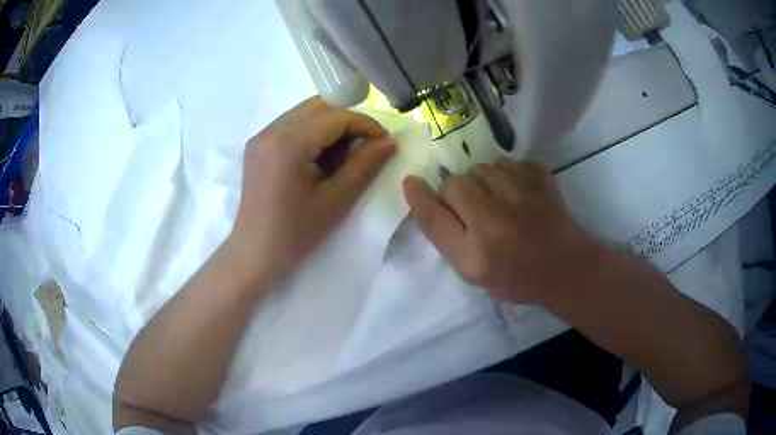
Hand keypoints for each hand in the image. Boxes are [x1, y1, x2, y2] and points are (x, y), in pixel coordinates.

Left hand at [228, 97, 395, 282]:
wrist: (254, 254)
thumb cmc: (295, 234)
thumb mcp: (336, 200)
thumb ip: (365, 165)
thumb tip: (390, 142)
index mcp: (288, 144)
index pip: (336, 116)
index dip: (366, 125)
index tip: (385, 144)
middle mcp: (271, 131)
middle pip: (320, 107)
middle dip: (348, 122)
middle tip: (365, 148)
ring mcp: (261, 136)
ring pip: (306, 113)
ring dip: (331, 127)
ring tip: (342, 156)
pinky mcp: (258, 145)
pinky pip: (292, 125)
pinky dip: (313, 133)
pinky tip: (319, 158)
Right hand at [403, 160, 600, 302]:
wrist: (565, 267)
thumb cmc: (516, 276)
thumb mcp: (474, 272)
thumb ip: (447, 237)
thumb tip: (422, 195)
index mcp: (476, 253)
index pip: (434, 217)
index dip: (419, 197)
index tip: (411, 182)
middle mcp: (496, 221)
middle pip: (454, 184)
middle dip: (457, 193)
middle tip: (474, 209)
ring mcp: (522, 195)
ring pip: (481, 168)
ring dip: (482, 182)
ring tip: (498, 200)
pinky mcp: (541, 178)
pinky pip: (508, 162)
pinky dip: (507, 174)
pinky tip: (518, 192)